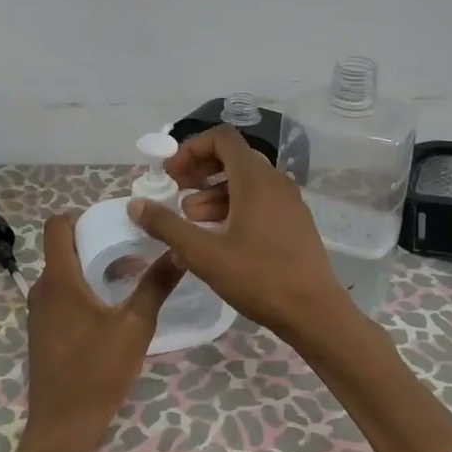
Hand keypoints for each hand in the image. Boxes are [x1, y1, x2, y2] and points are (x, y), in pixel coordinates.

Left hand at [0, 212, 183, 451]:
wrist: (62, 426)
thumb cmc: (97, 372)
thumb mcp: (135, 328)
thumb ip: (156, 286)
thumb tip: (180, 250)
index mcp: (59, 279)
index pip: (56, 225)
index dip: (82, 215)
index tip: (114, 221)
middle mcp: (42, 289)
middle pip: (62, 248)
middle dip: (95, 241)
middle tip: (133, 247)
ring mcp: (39, 312)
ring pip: (63, 273)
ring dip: (91, 267)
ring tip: (129, 276)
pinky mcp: (43, 332)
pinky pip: (61, 295)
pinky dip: (83, 289)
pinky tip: (111, 307)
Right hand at [126, 124, 355, 344]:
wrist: (315, 313)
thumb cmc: (258, 278)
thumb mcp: (204, 254)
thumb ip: (167, 226)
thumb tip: (136, 205)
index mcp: (255, 179)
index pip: (222, 138)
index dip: (191, 149)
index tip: (170, 174)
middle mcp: (275, 182)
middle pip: (233, 159)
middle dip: (200, 172)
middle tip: (175, 194)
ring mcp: (289, 203)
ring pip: (246, 183)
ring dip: (214, 194)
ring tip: (191, 221)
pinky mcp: (294, 223)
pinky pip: (260, 202)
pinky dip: (234, 208)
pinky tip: (218, 239)